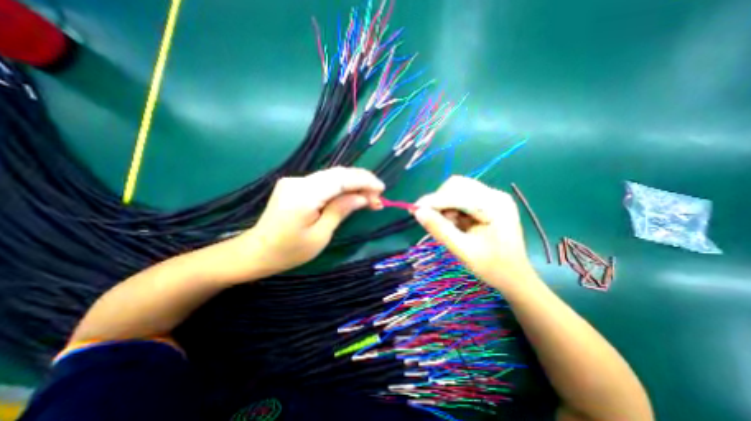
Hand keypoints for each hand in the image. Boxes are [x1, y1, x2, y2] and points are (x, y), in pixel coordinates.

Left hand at [238, 166, 383, 276]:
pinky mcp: (296, 185)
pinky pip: (324, 183)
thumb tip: (362, 197)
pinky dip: (341, 188)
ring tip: (370, 199)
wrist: (256, 252)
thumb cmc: (289, 251)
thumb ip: (341, 211)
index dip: (364, 181)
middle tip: (378, 198)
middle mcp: (298, 181)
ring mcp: (295, 181)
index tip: (382, 189)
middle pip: (337, 174)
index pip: (340, 179)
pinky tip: (351, 197)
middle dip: (362, 183)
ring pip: (332, 177)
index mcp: (303, 195)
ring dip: (353, 185)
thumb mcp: (320, 236)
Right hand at [410, 177, 533, 290]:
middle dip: (439, 201)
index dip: (433, 200)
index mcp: (494, 205)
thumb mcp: (463, 250)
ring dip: (445, 205)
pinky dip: (452, 209)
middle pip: (457, 186)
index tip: (413, 210)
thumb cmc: (492, 267)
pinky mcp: (488, 203)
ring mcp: (492, 198)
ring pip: (457, 190)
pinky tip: (454, 223)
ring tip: (446, 225)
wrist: (514, 277)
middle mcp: (495, 195)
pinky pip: (462, 198)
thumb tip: (417, 212)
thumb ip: (440, 229)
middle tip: (430, 219)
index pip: (457, 192)